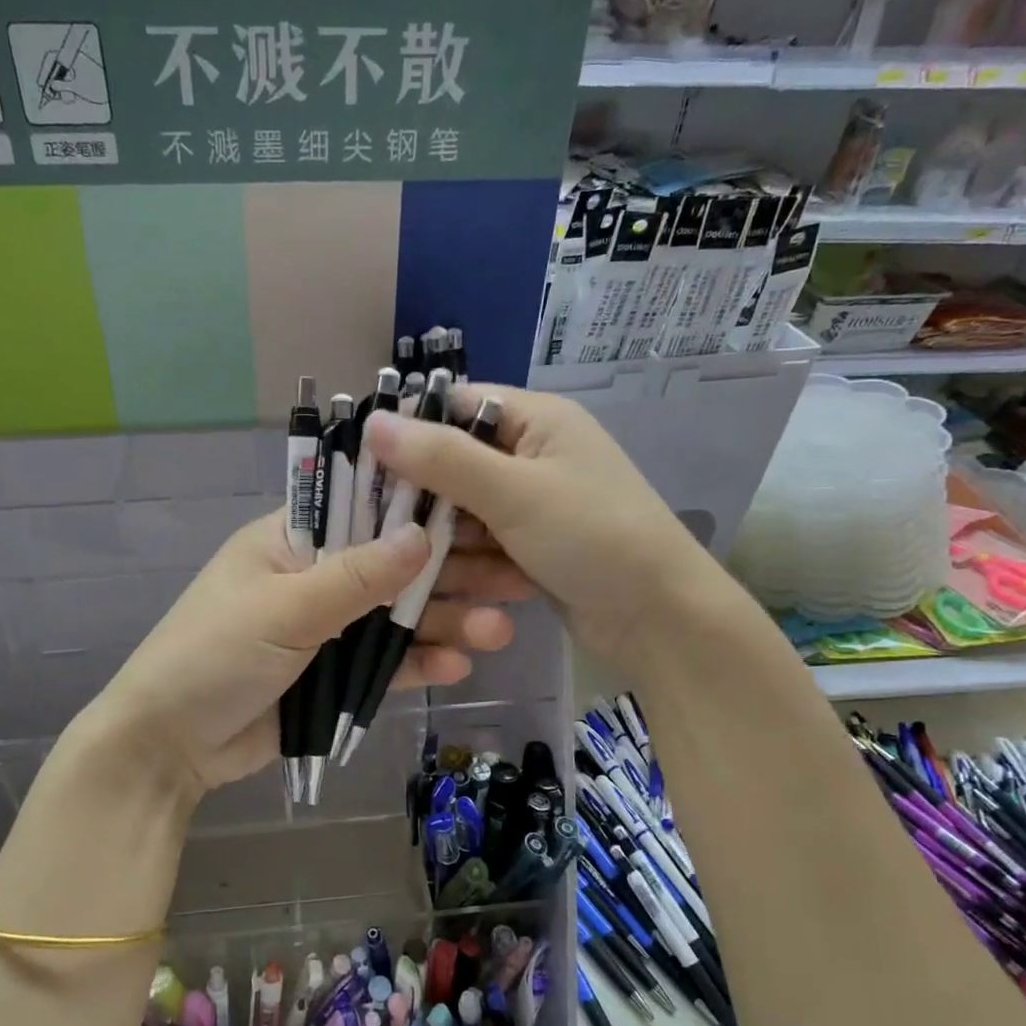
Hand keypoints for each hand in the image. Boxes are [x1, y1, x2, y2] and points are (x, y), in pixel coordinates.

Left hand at [88, 511, 525, 804]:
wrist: (167, 748)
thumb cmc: (211, 657)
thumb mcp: (281, 610)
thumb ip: (354, 579)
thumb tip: (422, 536)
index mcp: (291, 541)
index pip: (363, 508)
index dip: (419, 508)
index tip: (479, 508)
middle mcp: (315, 577)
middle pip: (393, 567)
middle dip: (449, 573)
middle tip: (513, 577)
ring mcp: (327, 629)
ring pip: (396, 617)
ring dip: (444, 621)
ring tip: (498, 630)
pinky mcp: (333, 677)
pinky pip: (384, 664)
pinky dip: (419, 662)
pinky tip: (460, 664)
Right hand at [364, 384, 740, 680]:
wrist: (660, 619)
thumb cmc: (594, 537)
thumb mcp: (514, 492)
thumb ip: (442, 458)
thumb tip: (371, 422)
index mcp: (537, 419)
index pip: (454, 406)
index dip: (408, 431)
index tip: (365, 468)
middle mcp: (533, 454)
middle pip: (453, 464)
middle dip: (427, 500)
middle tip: (389, 531)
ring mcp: (533, 503)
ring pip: (463, 511)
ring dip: (451, 542)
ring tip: (442, 570)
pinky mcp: (531, 545)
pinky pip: (483, 544)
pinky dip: (474, 563)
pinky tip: (476, 587)